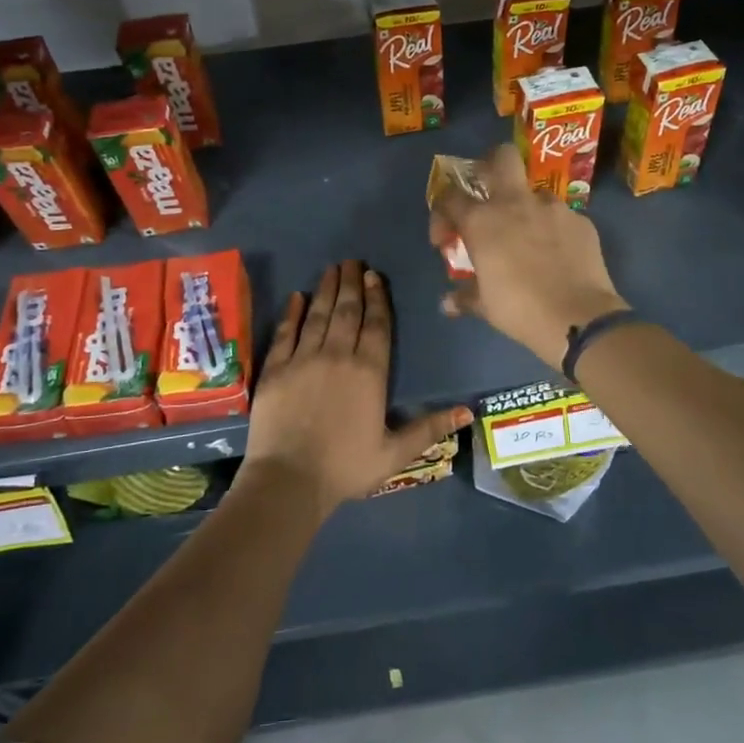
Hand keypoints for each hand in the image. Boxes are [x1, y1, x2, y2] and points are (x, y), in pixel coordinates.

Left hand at [240, 260, 470, 513]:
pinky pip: (285, 333)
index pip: (376, 325)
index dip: (377, 298)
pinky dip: (292, 313)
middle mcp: (338, 356)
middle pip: (347, 311)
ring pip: (318, 315)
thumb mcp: (395, 453)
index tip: (374, 275)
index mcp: (369, 372)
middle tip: (353, 261)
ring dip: (326, 289)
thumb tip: (468, 411)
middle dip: (351, 283)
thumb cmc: (346, 468)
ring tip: (331, 268)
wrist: (289, 481)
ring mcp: (303, 359)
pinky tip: (296, 297)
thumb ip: (429, 428)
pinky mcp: (275, 369)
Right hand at [430, 145, 629, 367]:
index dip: (442, 214)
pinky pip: (562, 217)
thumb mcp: (485, 306)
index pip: (450, 197)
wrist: (578, 318)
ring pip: (535, 192)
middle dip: (491, 166)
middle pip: (501, 157)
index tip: (446, 239)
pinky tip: (557, 253)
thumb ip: (464, 297)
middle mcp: (516, 203)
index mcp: (483, 221)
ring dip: (527, 207)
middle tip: (489, 194)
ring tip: (529, 236)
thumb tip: (447, 303)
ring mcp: (553, 208)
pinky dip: (554, 230)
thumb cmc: (520, 310)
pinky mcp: (581, 221)